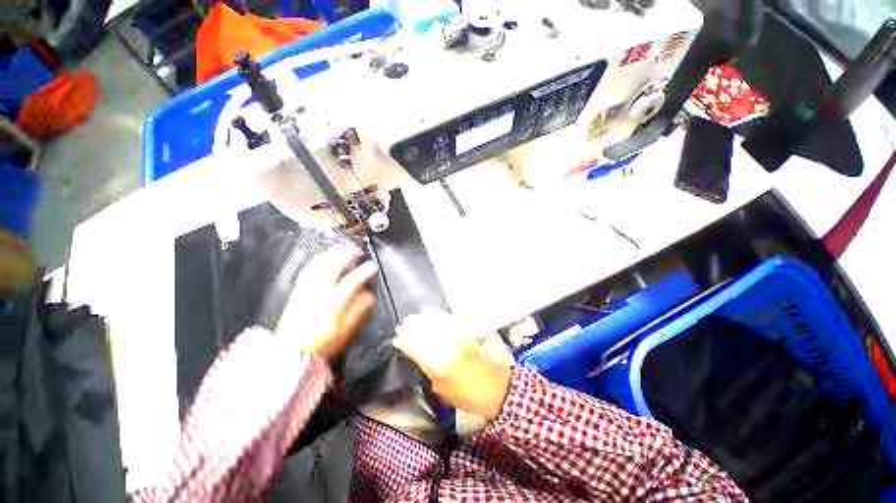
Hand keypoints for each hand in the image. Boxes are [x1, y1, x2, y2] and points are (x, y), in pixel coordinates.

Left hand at [276, 246, 376, 359]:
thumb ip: (359, 311)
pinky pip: (307, 271)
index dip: (363, 272)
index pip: (351, 282)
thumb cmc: (322, 343)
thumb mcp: (346, 330)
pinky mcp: (297, 293)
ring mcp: (306, 291)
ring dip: (331, 255)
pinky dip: (317, 262)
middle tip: (356, 251)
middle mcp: (318, 293)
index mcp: (332, 303)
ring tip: (340, 250)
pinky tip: (321, 259)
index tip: (371, 267)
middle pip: (332, 268)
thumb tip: (369, 296)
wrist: (292, 352)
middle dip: (346, 256)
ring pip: (318, 266)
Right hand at [393, 309, 512, 420]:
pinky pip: (448, 318)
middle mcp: (448, 346)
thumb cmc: (465, 394)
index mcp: (440, 365)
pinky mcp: (465, 331)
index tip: (396, 339)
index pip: (417, 346)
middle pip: (425, 331)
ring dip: (421, 319)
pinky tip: (429, 312)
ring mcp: (458, 336)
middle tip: (401, 326)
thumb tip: (413, 353)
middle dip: (411, 327)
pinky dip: (436, 314)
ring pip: (435, 322)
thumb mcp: (440, 387)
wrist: (493, 386)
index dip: (404, 341)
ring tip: (412, 318)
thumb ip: (426, 368)